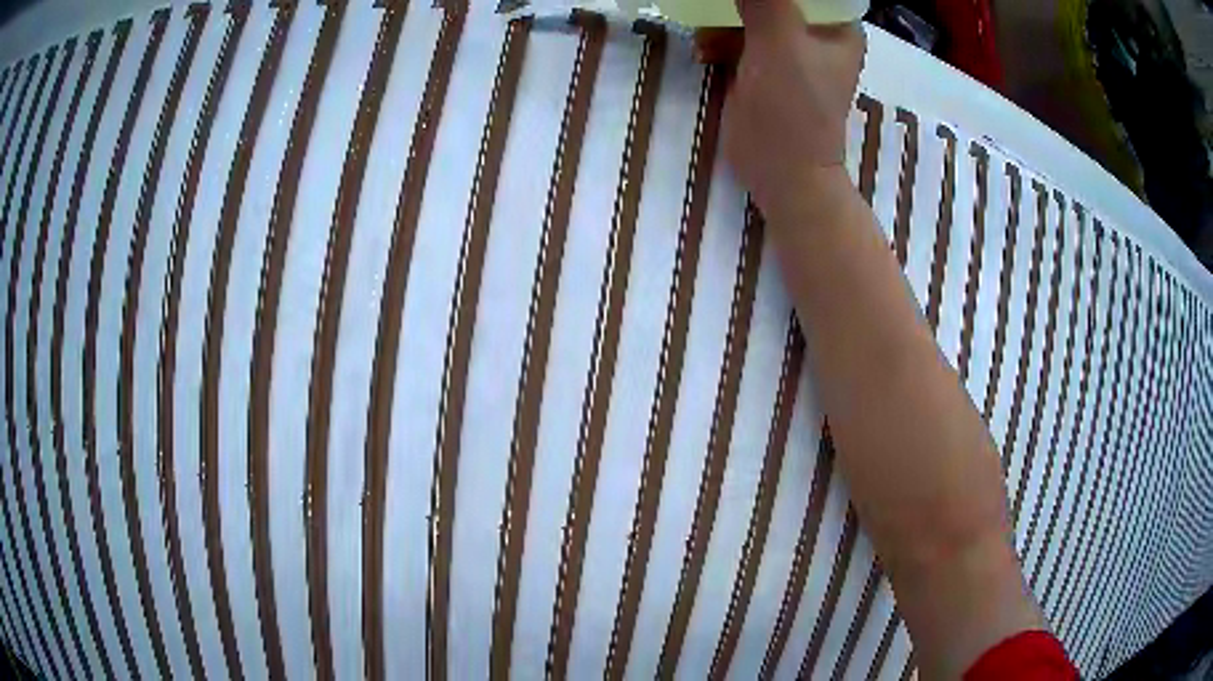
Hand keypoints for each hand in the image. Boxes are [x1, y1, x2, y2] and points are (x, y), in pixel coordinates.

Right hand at [701, 0, 865, 223]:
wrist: (779, 172)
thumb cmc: (792, 109)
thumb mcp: (780, 43)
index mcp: (837, 26)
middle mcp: (817, 33)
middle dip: (741, 2)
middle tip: (718, 8)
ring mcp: (789, 49)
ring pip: (750, 12)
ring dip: (722, 19)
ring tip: (706, 41)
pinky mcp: (763, 66)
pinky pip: (737, 36)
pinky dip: (718, 39)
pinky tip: (704, 52)